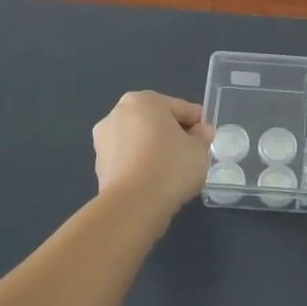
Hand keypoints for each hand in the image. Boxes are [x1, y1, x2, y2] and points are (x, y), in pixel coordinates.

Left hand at [93, 92, 213, 218]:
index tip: (207, 138)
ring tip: (172, 170)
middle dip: (172, 134)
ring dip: (154, 149)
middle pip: (155, 121)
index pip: (180, 108)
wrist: (133, 205)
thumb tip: (199, 132)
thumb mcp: (200, 149)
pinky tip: (155, 180)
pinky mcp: (99, 165)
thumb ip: (202, 136)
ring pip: (139, 140)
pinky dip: (141, 165)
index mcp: (144, 100)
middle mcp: (118, 113)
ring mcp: (104, 140)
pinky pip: (129, 159)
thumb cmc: (171, 167)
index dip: (197, 123)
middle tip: (191, 153)